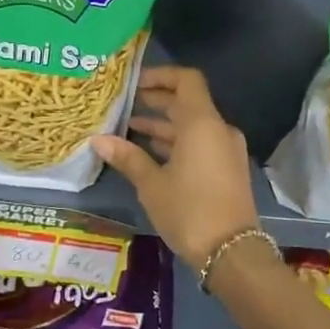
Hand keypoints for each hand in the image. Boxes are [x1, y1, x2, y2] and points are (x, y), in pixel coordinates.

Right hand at [90, 67, 259, 269]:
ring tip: (128, 129)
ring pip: (192, 126)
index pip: (186, 80)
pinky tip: (148, 153)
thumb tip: (98, 140)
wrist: (231, 252)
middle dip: (155, 102)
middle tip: (123, 104)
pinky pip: (199, 144)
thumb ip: (127, 158)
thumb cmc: (189, 211)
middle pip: (187, 103)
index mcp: (202, 124)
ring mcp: (225, 150)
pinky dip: (176, 143)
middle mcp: (218, 130)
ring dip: (163, 125)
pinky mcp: (226, 169)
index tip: (134, 83)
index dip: (160, 76)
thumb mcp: (152, 184)